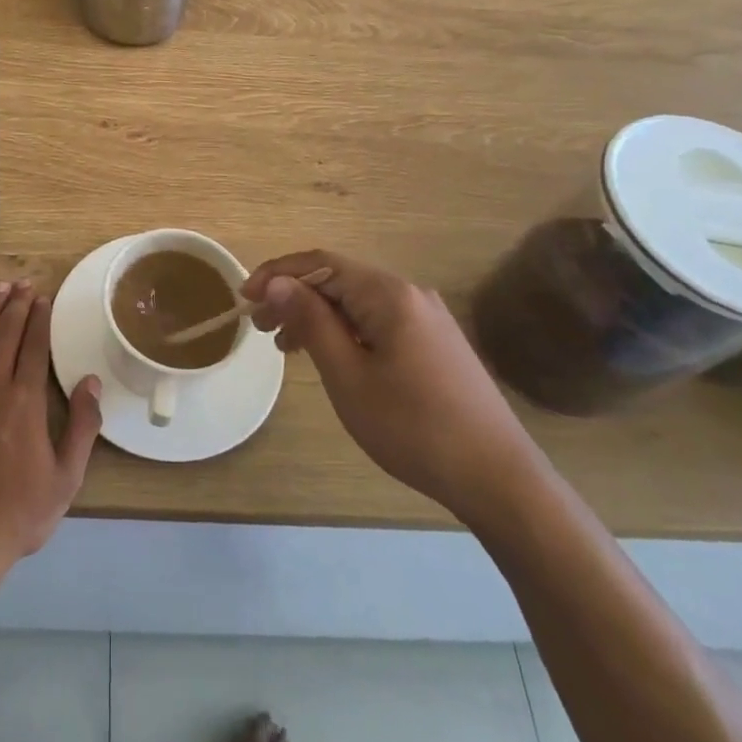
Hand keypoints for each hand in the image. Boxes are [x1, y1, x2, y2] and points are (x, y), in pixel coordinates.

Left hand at [0, 280, 101, 577]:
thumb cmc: (18, 514)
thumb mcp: (66, 478)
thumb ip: (82, 427)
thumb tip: (91, 382)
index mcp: (24, 402)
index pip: (32, 345)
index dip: (39, 317)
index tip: (43, 296)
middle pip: (3, 333)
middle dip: (14, 303)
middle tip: (22, 283)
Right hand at [243, 251, 538, 522]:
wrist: (498, 478)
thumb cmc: (413, 428)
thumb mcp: (348, 376)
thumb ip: (310, 321)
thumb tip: (277, 282)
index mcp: (388, 294)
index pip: (320, 263)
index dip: (277, 275)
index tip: (243, 299)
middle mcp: (409, 294)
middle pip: (338, 280)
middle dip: (294, 297)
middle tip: (260, 328)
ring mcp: (427, 318)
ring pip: (357, 303)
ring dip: (317, 316)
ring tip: (286, 346)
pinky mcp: (434, 342)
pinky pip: (377, 321)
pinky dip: (345, 331)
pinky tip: (330, 356)